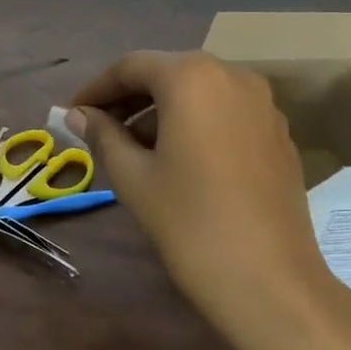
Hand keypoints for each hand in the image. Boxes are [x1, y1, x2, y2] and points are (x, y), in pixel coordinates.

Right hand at [67, 51, 350, 349]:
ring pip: (198, 92)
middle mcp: (231, 75)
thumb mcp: (133, 176)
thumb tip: (78, 114)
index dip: (96, 88)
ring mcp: (262, 103)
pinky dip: (195, 122)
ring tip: (134, 148)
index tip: (72, 113)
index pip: (130, 67)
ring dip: (162, 111)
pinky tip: (179, 158)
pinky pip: (225, 111)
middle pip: (167, 73)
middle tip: (98, 128)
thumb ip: (102, 135)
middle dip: (129, 98)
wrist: (270, 282)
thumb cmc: (190, 222)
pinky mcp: (278, 133)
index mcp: (191, 77)